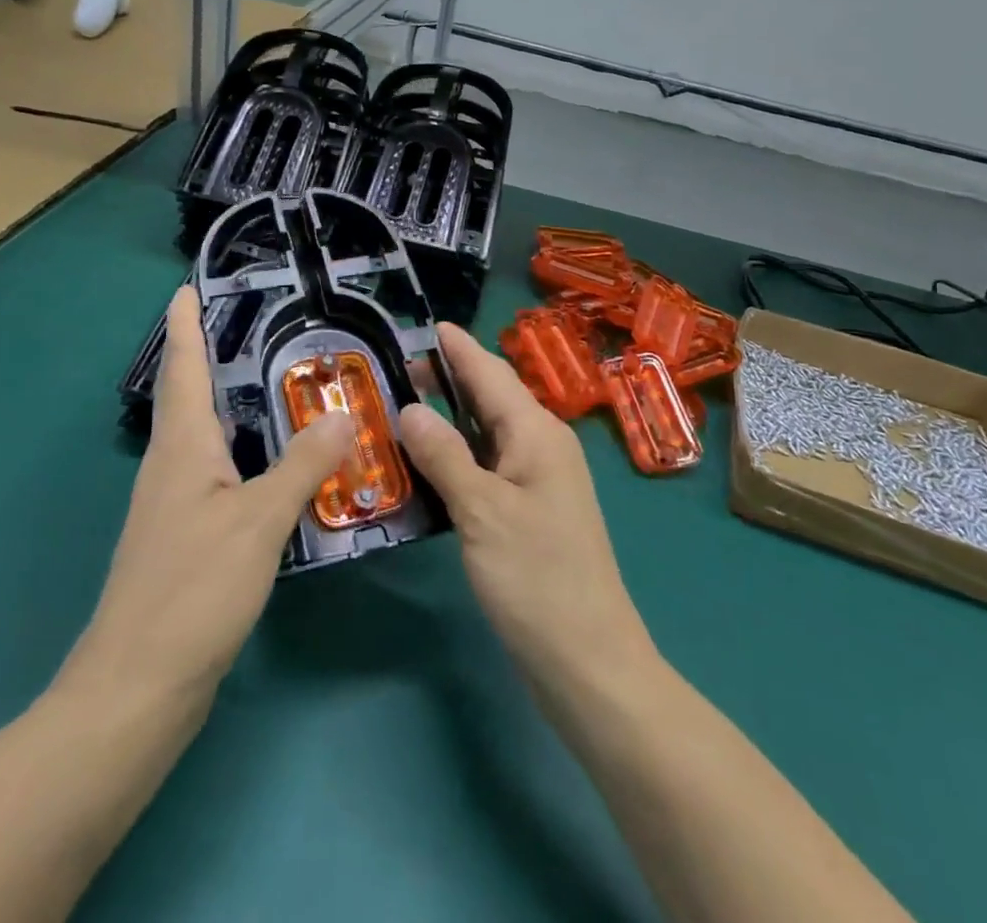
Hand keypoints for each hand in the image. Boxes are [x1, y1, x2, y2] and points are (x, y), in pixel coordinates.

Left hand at [63, 287, 352, 710]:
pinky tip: (272, 462)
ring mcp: (175, 505)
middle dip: (210, 356)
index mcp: (181, 448)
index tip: (187, 286)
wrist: (136, 689)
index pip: (183, 369)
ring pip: (204, 435)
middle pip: (190, 396)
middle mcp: (172, 466)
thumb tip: (341, 414)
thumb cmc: (192, 591)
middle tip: (253, 324)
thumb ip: (301, 466)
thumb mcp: (257, 522)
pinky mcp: (186, 538)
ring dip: (229, 402)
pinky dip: (242, 450)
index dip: (185, 326)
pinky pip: (216, 472)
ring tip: (273, 380)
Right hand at [399, 325, 657, 695]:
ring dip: (451, 417)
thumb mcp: (482, 511)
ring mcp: (539, 482)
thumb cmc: (537, 578)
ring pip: (489, 433)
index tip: (429, 325)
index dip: (459, 348)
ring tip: (404, 405)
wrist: (588, 662)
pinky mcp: (530, 513)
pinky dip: (458, 455)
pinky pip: (489, 466)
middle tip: (398, 369)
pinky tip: (429, 463)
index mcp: (537, 434)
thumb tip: (410, 407)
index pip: (492, 373)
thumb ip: (444, 455)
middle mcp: (542, 447)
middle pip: (492, 398)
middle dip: (450, 378)